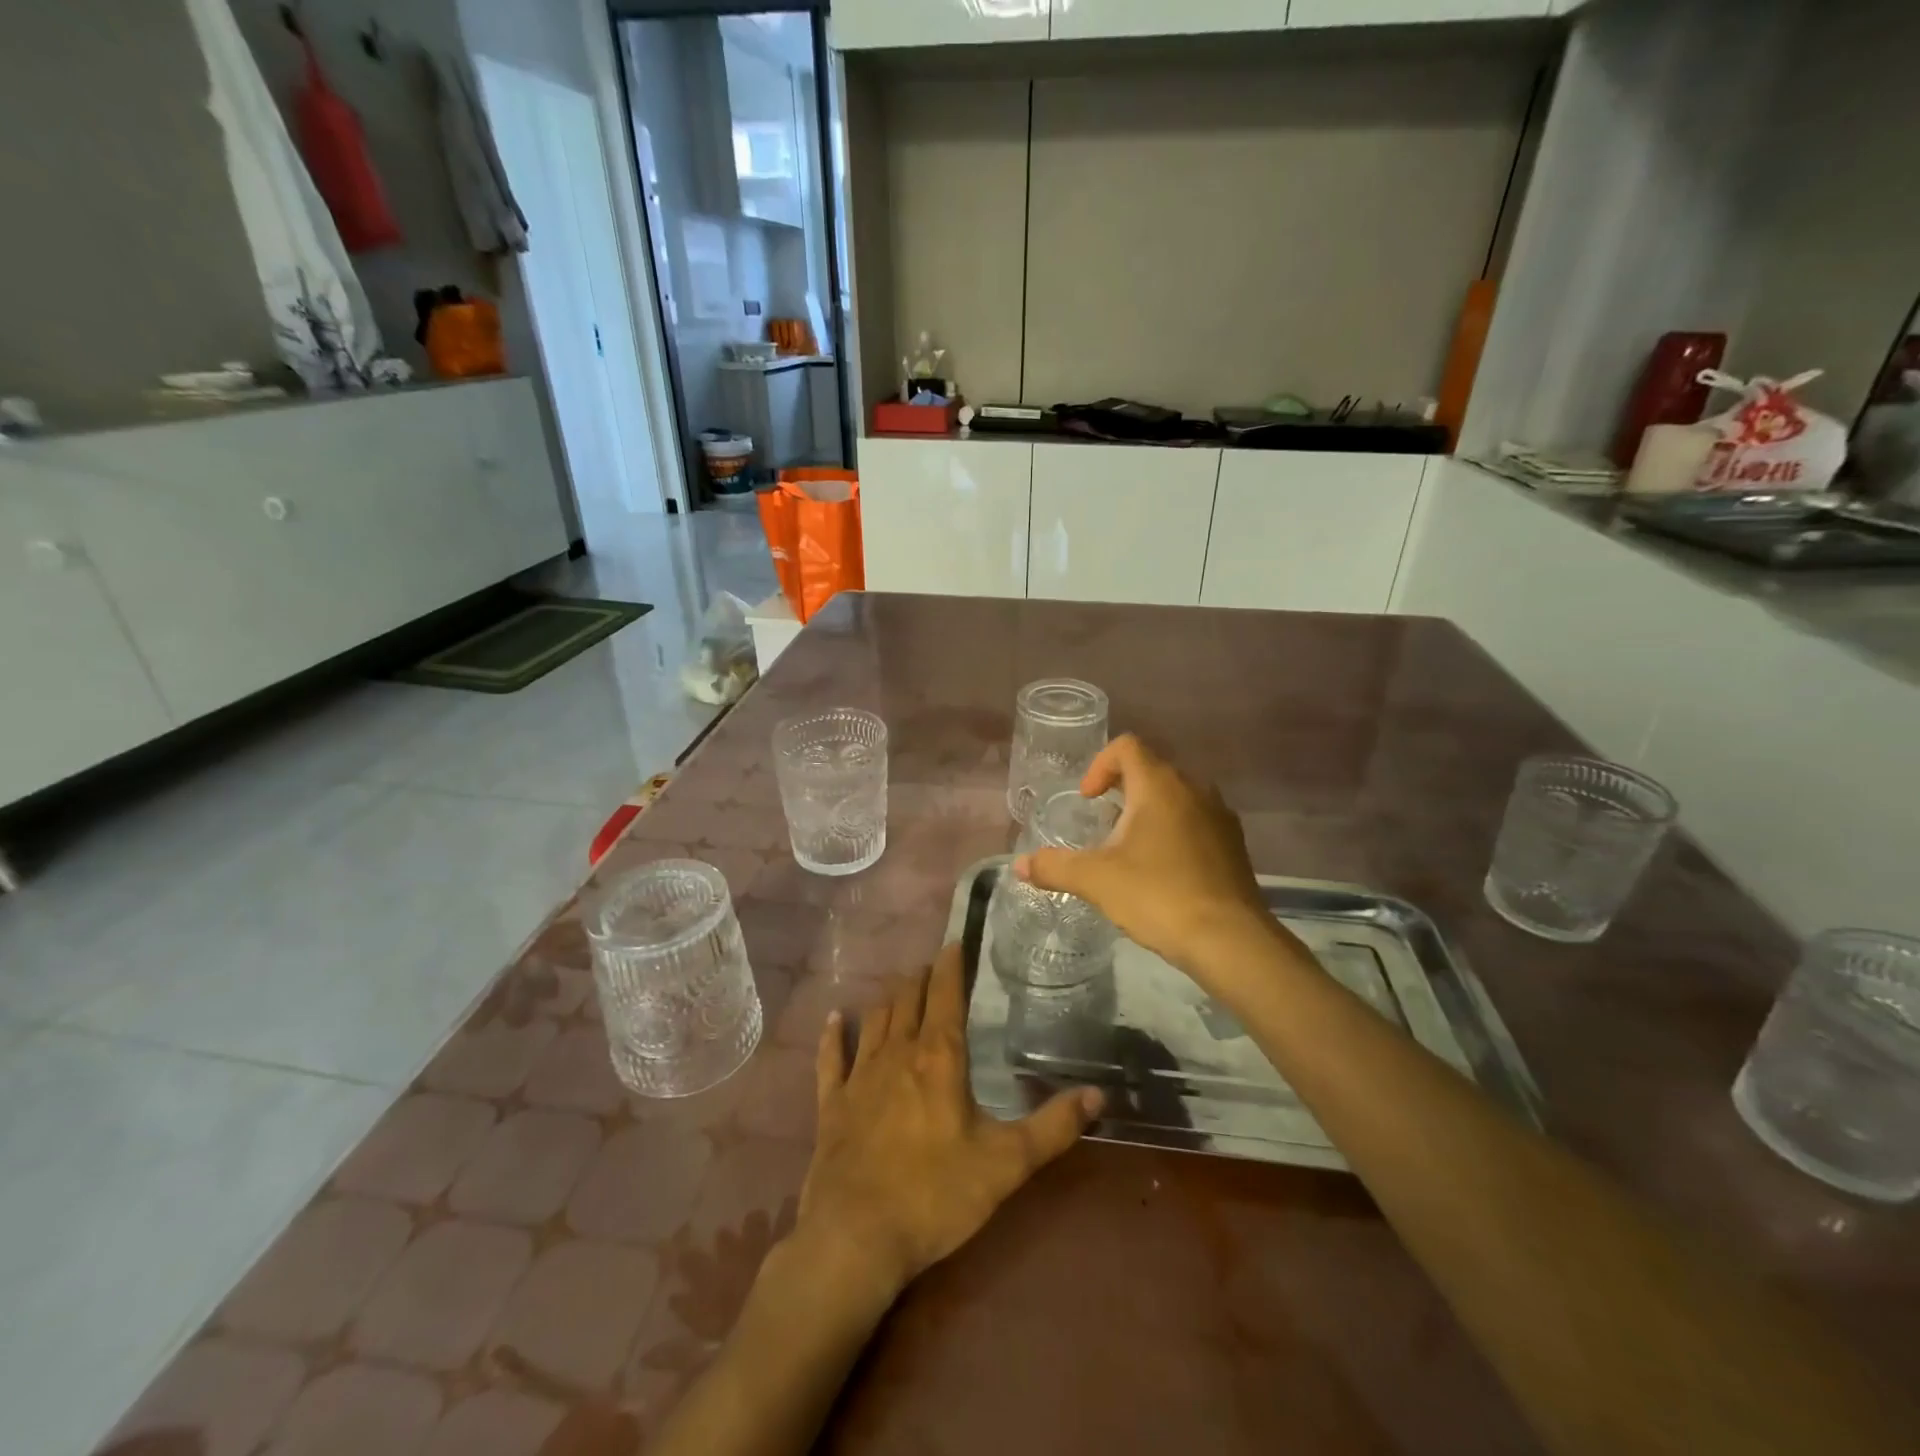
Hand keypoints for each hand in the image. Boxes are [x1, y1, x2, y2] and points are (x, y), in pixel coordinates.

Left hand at [795, 945, 1102, 1301]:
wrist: (856, 1237)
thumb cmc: (936, 1195)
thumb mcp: (1006, 1164)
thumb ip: (1053, 1128)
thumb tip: (1100, 1095)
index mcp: (938, 1059)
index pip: (945, 995)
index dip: (950, 966)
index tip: (954, 943)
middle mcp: (897, 1054)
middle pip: (907, 1000)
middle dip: (921, 978)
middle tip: (931, 965)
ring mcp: (859, 1077)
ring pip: (875, 1020)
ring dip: (888, 999)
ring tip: (899, 985)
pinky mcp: (832, 1104)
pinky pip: (831, 1058)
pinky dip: (834, 1036)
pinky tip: (835, 1019)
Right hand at [1013, 734, 1284, 978]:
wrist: (1230, 940)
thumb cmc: (1158, 895)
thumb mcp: (1096, 880)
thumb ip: (1054, 867)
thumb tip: (1019, 865)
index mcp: (1159, 785)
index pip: (1127, 747)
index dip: (1100, 765)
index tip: (1088, 799)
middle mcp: (1194, 789)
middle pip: (1153, 770)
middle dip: (1123, 790)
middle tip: (1103, 824)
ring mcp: (1220, 816)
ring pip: (1178, 796)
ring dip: (1150, 812)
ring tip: (1130, 849)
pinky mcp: (1235, 844)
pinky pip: (1197, 822)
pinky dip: (1175, 832)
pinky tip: (1163, 871)